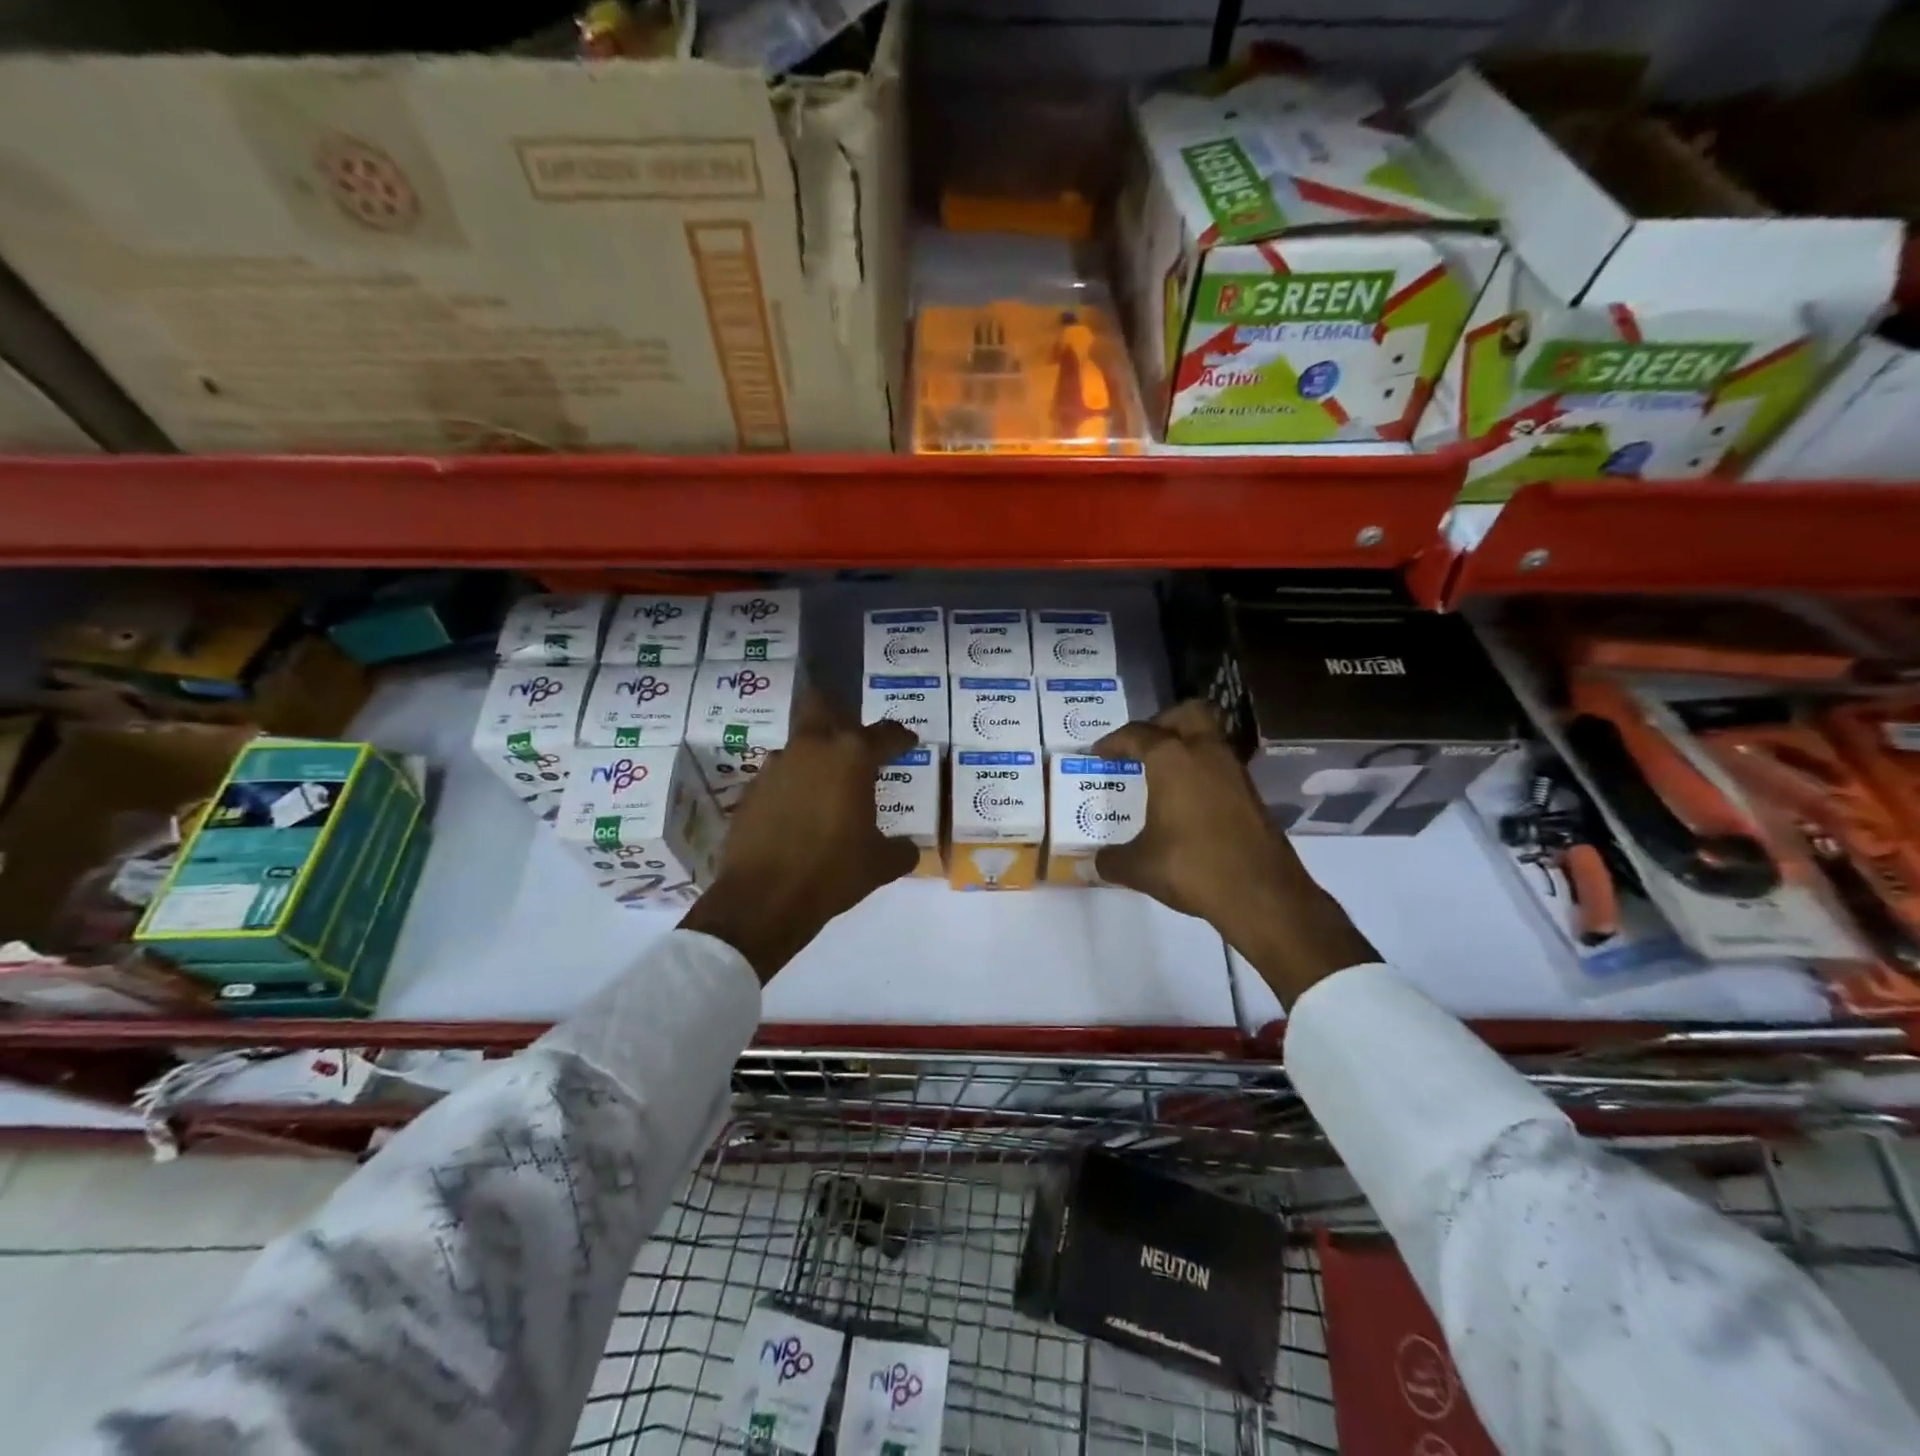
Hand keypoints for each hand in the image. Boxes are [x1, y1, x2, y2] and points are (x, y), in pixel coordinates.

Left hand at [681, 691, 918, 982]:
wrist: (763, 900)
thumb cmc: (833, 872)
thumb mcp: (879, 865)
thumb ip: (900, 850)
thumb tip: (908, 849)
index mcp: (851, 757)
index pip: (885, 733)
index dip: (901, 737)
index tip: (909, 743)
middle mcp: (812, 748)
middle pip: (821, 705)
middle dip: (839, 713)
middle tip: (854, 740)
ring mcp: (775, 766)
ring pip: (799, 744)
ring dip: (814, 758)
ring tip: (828, 788)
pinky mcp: (751, 790)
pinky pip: (779, 777)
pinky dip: (793, 787)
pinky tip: (799, 815)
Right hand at [1093, 700, 1375, 1006]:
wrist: (1262, 894)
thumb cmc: (1192, 867)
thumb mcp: (1140, 867)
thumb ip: (1112, 860)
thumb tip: (1094, 863)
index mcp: (1172, 760)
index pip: (1137, 735)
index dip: (1113, 742)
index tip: (1099, 753)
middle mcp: (1206, 754)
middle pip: (1187, 713)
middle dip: (1162, 722)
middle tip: (1142, 746)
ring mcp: (1234, 772)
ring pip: (1210, 738)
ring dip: (1187, 747)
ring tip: (1162, 774)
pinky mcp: (1252, 795)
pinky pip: (1221, 767)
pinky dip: (1202, 772)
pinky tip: (1188, 802)